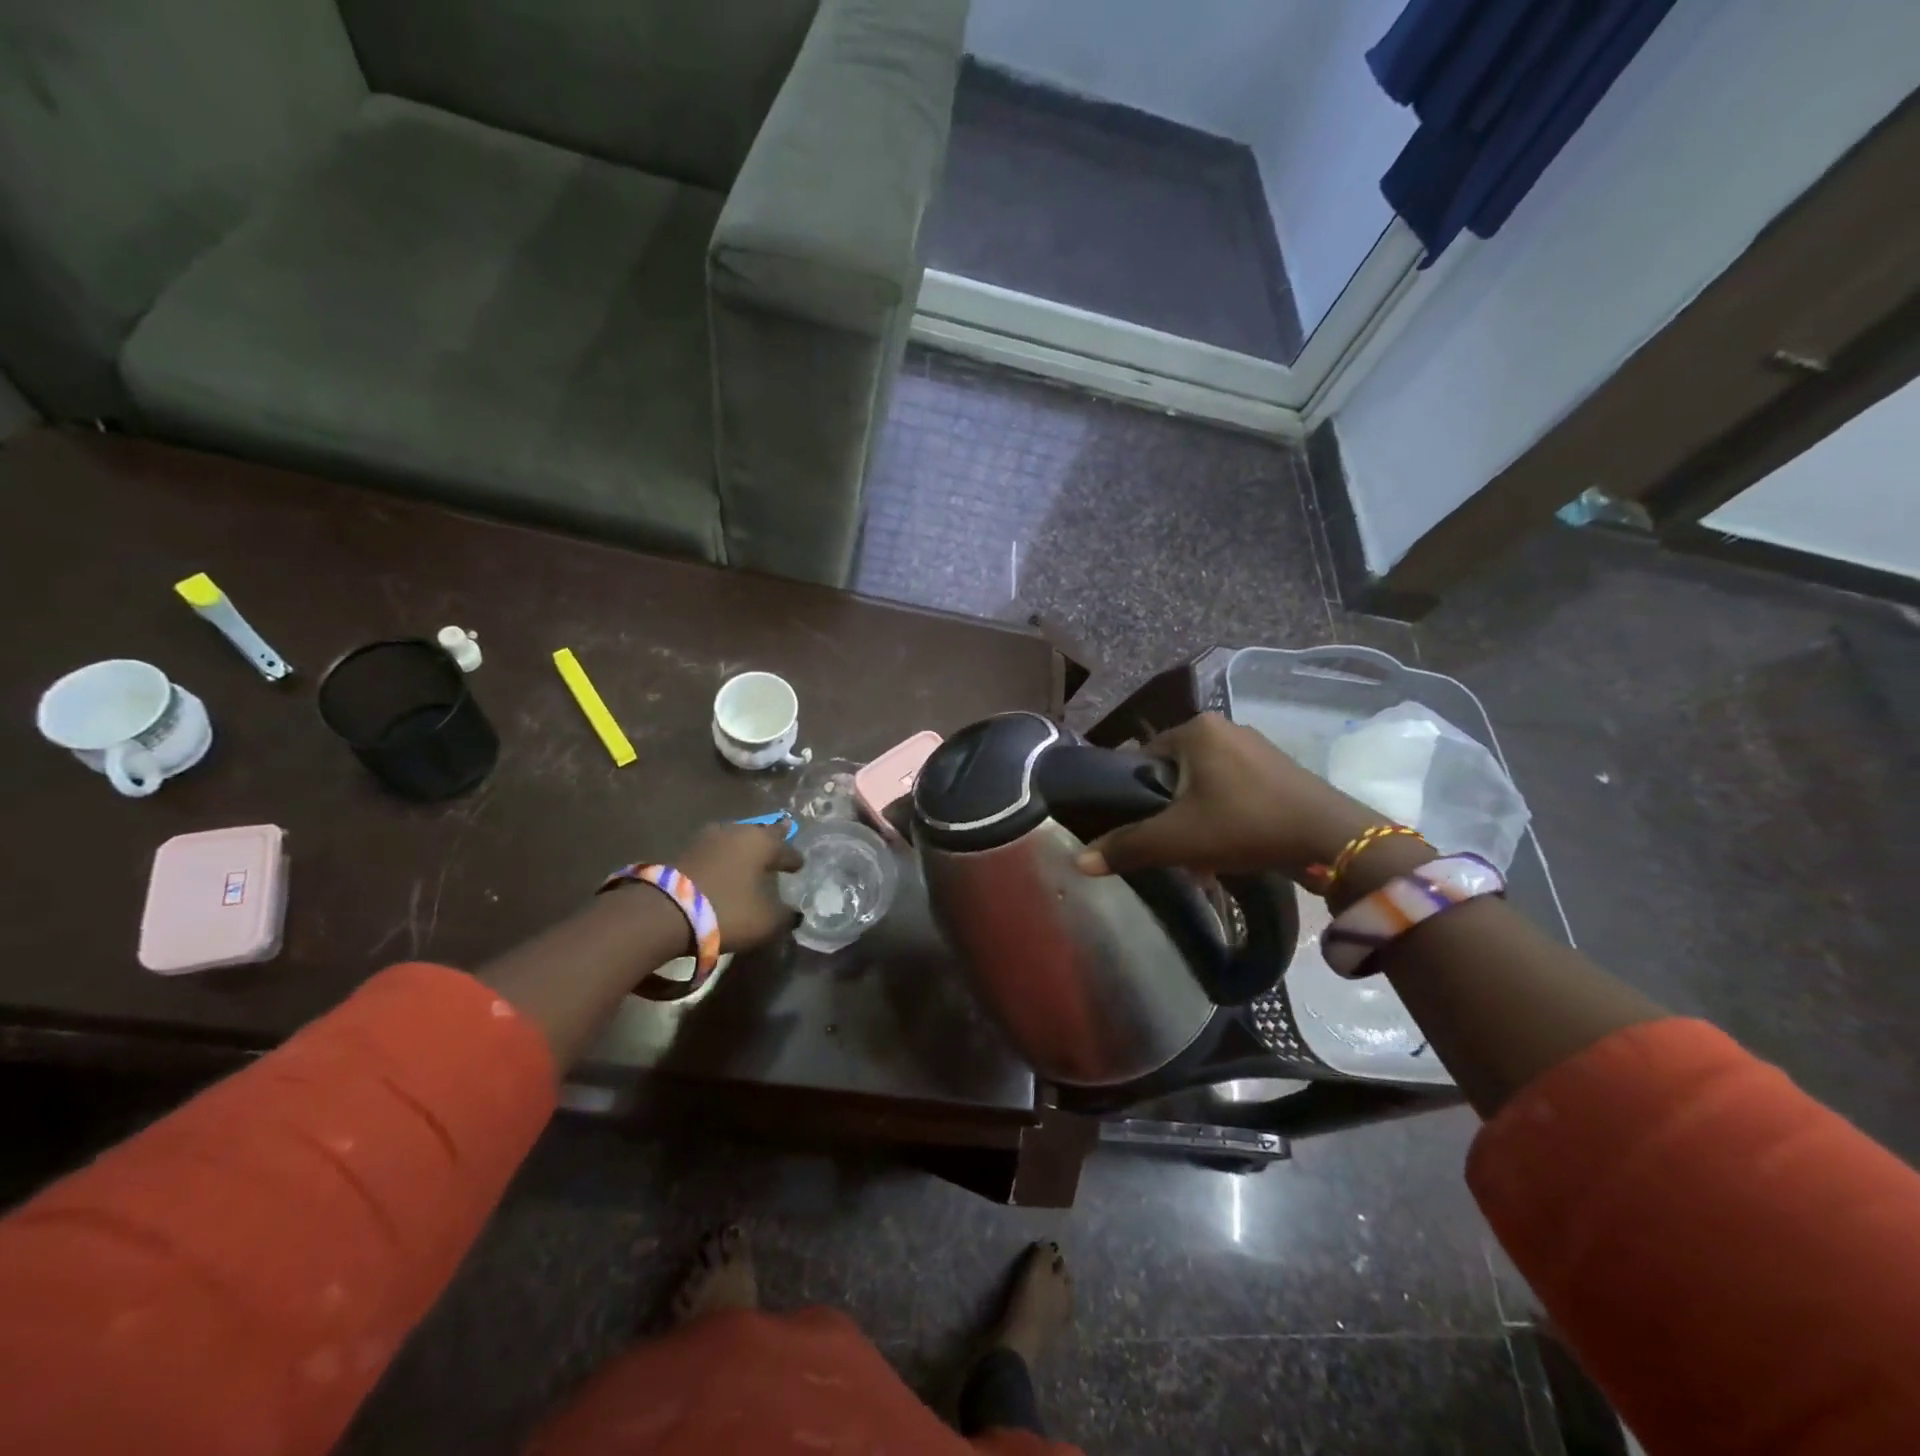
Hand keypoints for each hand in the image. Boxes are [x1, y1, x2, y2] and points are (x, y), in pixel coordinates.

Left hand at [676, 821, 804, 951]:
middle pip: (762, 834)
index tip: (799, 866)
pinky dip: (724, 856)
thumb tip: (794, 914)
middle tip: (784, 835)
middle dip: (773, 838)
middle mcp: (738, 832)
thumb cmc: (726, 910)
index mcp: (763, 843)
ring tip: (752, 854)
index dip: (795, 860)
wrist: (664, 911)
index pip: (787, 850)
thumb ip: (785, 916)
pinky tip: (725, 865)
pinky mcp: (685, 850)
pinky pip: (716, 850)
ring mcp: (708, 838)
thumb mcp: (766, 922)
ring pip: (736, 838)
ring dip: (746, 846)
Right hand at [1075, 714, 1380, 879]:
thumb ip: (1125, 847)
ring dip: (1197, 819)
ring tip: (1201, 857)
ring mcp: (1257, 747)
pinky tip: (1231, 849)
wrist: (1331, 840)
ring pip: (1206, 785)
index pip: (1144, 756)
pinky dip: (1225, 816)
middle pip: (1176, 773)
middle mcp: (1226, 728)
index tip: (1141, 827)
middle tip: (1171, 847)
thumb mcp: (1176, 840)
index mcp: (1197, 729)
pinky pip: (1235, 790)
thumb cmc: (1243, 825)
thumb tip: (1077, 863)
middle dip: (1170, 812)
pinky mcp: (1280, 770)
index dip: (1137, 794)